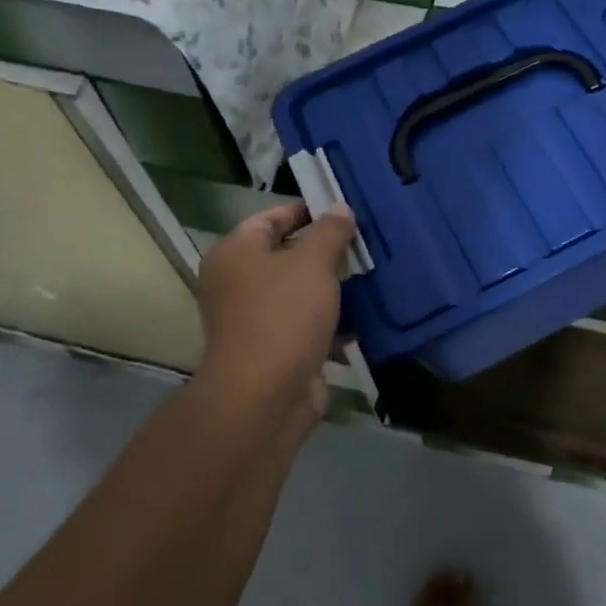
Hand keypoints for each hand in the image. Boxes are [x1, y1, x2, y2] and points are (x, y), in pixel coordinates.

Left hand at [194, 202, 355, 431]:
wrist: (265, 396)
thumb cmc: (284, 316)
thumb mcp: (313, 262)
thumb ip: (330, 231)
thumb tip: (340, 209)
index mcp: (234, 254)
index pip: (270, 218)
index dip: (306, 210)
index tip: (343, 209)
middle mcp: (237, 283)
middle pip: (286, 254)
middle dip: (325, 250)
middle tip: (364, 241)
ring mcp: (255, 319)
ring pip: (300, 291)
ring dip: (333, 285)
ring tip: (371, 273)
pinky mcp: (275, 349)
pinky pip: (307, 323)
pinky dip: (332, 319)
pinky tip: (365, 314)